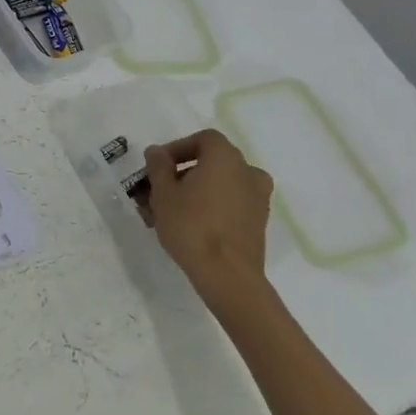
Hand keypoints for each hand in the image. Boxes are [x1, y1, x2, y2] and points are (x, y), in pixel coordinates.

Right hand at [142, 129, 273, 280]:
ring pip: (221, 185)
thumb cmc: (191, 225)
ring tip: (171, 212)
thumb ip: (158, 166)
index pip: (202, 139)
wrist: (227, 275)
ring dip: (197, 191)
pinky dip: (212, 207)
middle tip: (160, 191)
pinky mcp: (258, 222)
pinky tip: (191, 226)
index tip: (159, 166)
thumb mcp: (163, 193)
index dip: (178, 148)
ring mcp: (257, 198)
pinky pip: (231, 204)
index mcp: (225, 157)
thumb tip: (157, 152)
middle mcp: (247, 171)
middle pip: (212, 162)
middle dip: (183, 173)